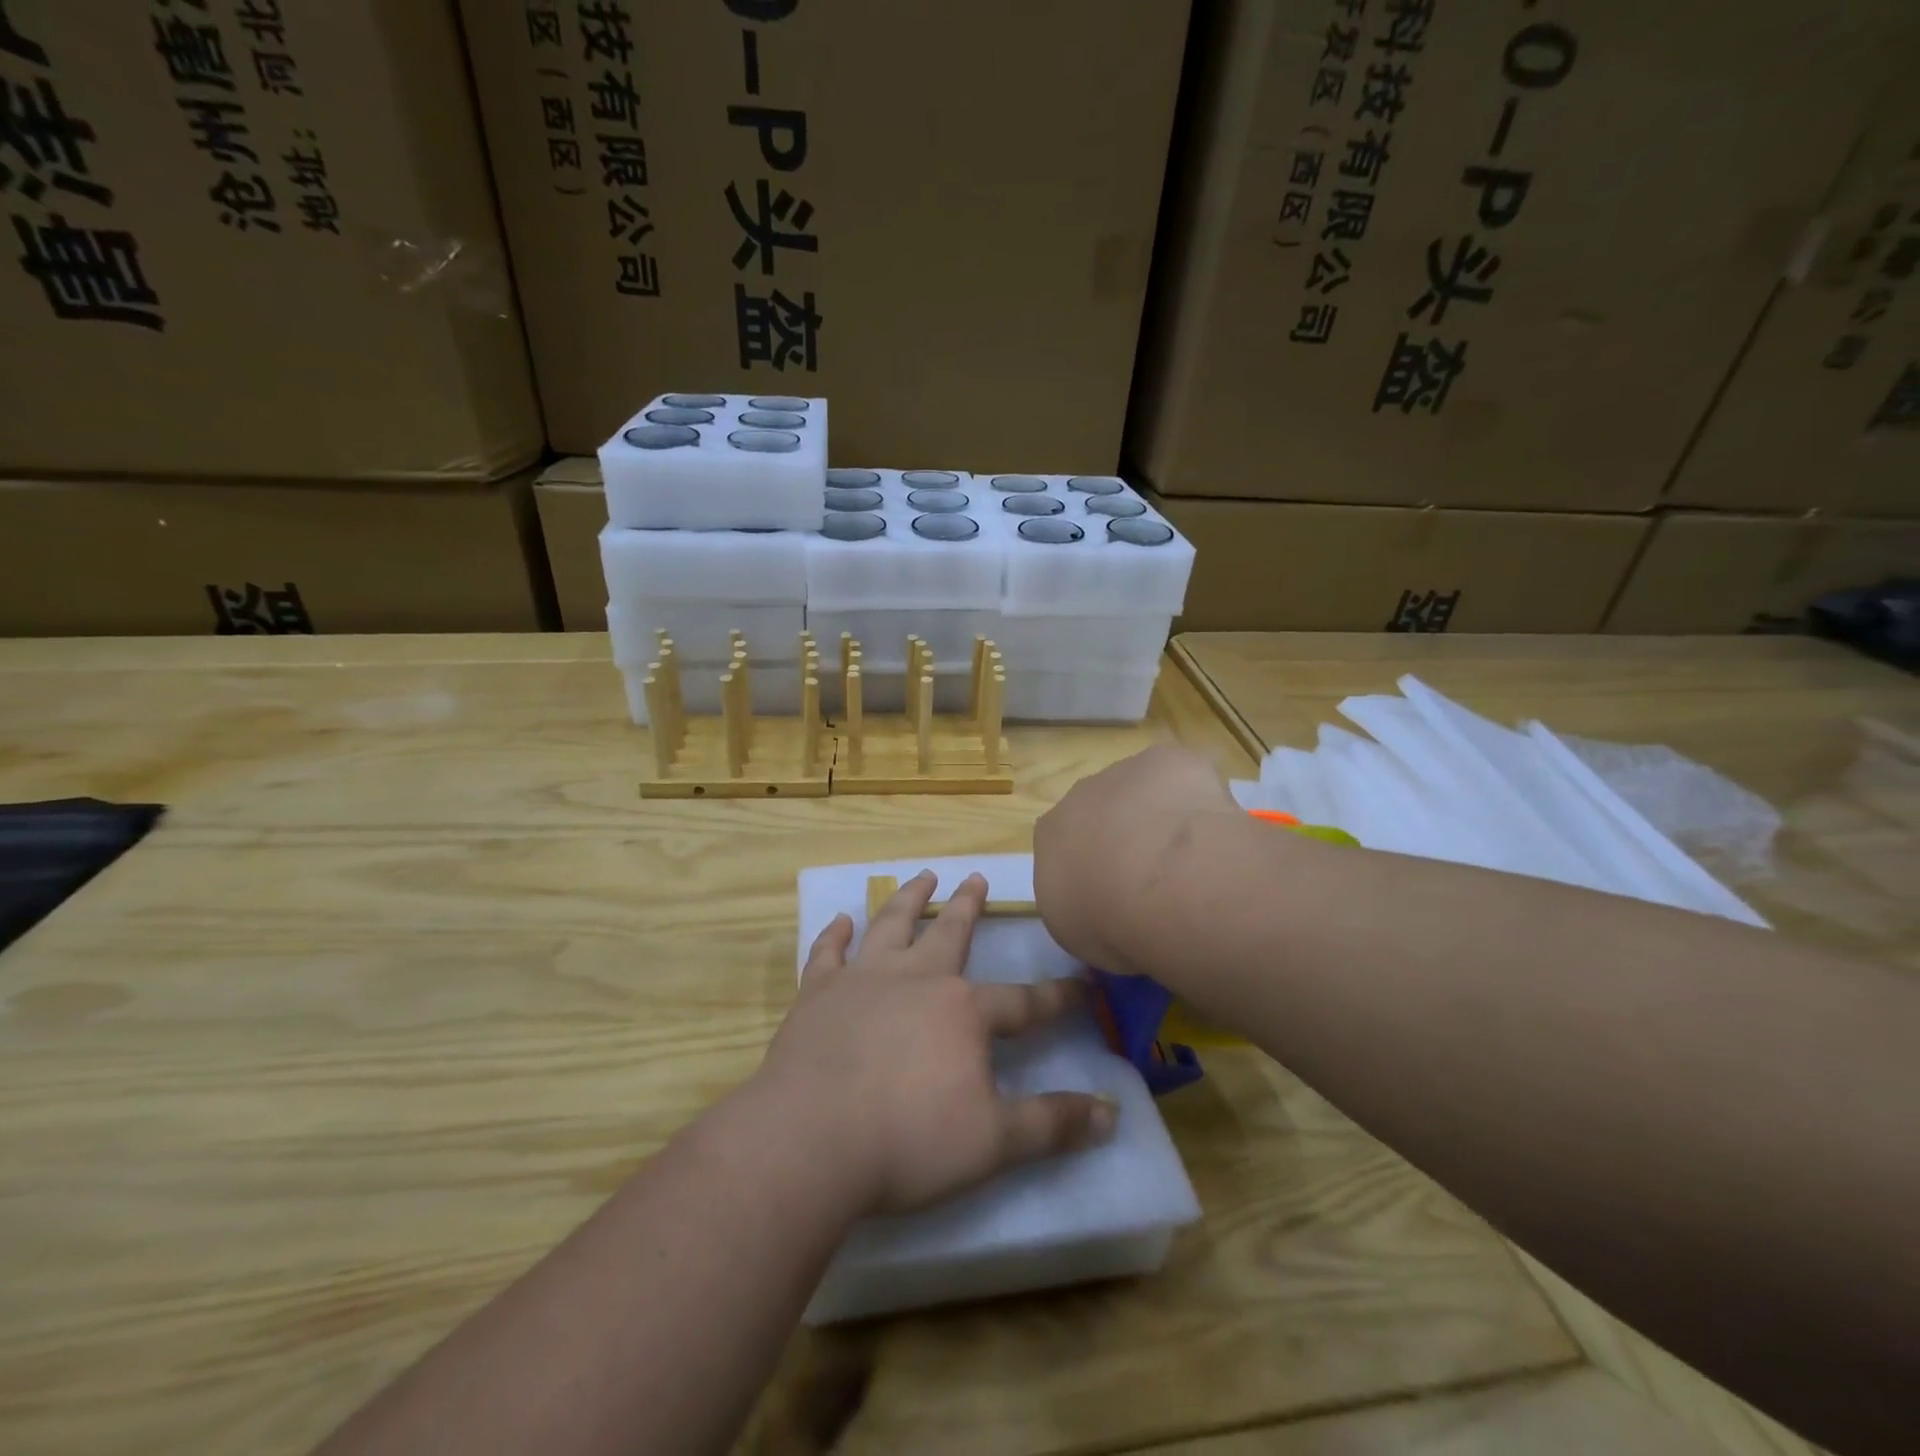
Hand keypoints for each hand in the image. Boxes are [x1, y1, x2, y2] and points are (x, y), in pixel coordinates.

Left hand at [756, 870, 1116, 1217]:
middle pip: (950, 932)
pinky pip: (828, 952)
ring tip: (923, 875)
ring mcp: (863, 980)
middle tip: (977, 877)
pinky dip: (835, 934)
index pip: (1023, 1002)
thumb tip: (1112, 1114)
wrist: (811, 1140)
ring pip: (891, 925)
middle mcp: (917, 979)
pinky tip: (841, 920)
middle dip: (968, 905)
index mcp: (963, 1012)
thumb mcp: (994, 1143)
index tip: (1083, 986)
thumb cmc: (908, 1141)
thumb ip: (1052, 1125)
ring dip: (909, 898)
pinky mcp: (818, 993)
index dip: (1057, 997)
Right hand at [1034, 744, 1238, 975]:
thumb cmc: (1110, 921)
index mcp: (1051, 835)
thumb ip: (1082, 907)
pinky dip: (1199, 797)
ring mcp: (1125, 771)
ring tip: (1194, 855)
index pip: (1065, 844)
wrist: (1162, 883)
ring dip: (1162, 813)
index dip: (1093, 865)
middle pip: (1102, 809)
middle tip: (1157, 875)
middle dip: (1126, 834)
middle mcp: (1079, 796)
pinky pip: (1185, 777)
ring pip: (1144, 790)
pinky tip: (1216, 830)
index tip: (1117, 891)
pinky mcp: (1169, 760)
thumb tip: (1101, 905)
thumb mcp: (1078, 932)